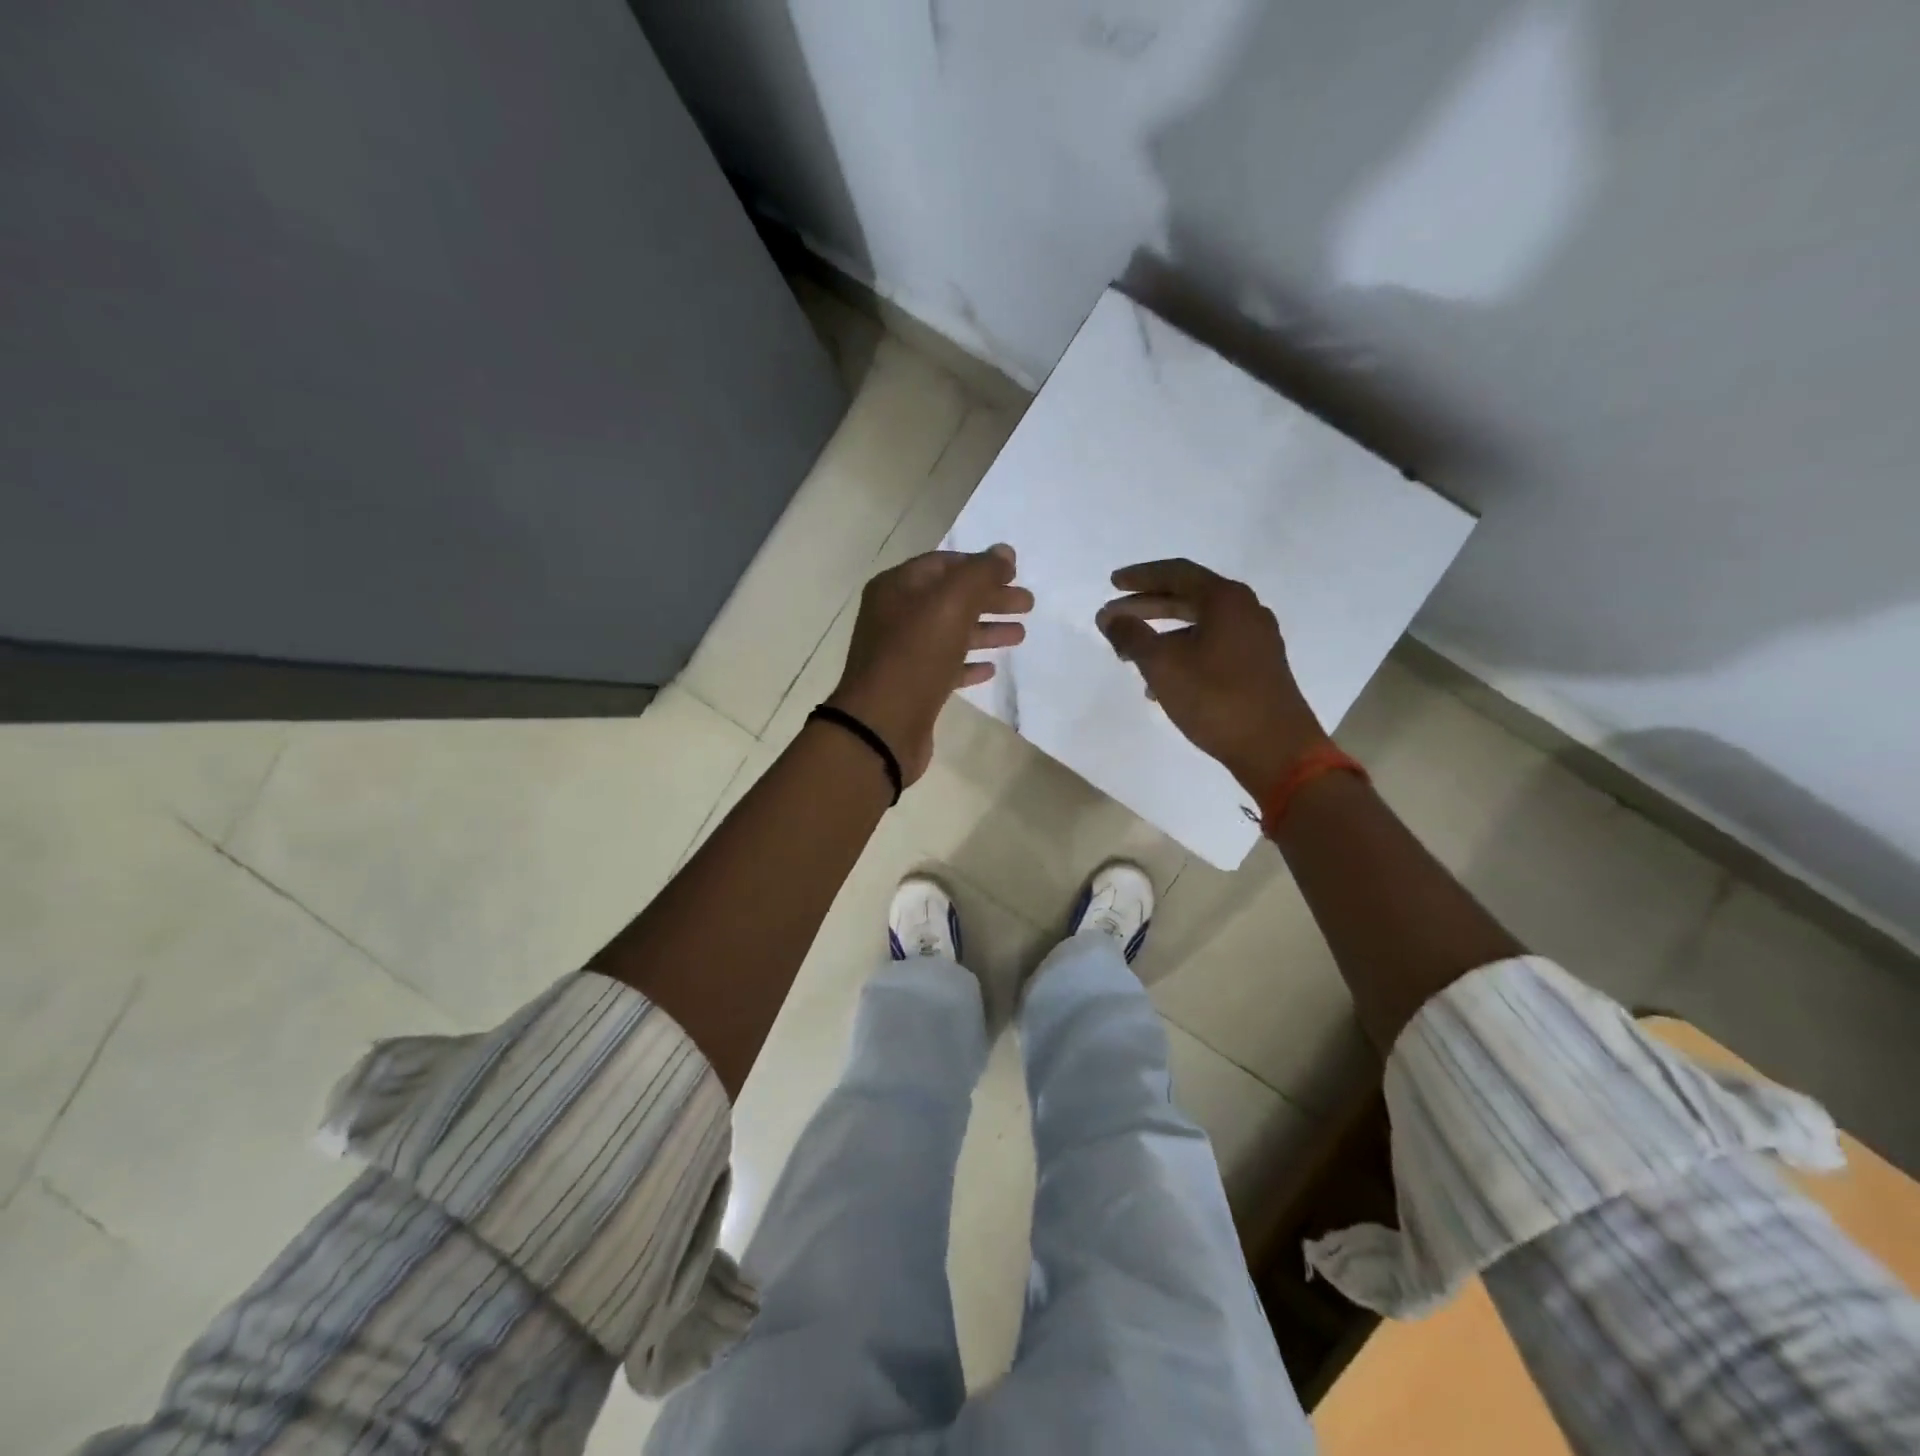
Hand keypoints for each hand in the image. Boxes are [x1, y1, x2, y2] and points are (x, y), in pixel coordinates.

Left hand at [828, 544, 1032, 784]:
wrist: (882, 726)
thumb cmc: (915, 656)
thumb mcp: (951, 604)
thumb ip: (980, 573)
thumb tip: (1005, 552)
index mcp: (897, 587)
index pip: (944, 564)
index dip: (981, 565)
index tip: (1015, 573)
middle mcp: (895, 616)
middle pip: (951, 598)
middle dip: (990, 599)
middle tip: (1028, 605)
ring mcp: (902, 653)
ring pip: (951, 633)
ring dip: (986, 630)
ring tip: (1020, 635)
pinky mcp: (913, 687)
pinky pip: (945, 667)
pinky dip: (969, 664)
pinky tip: (991, 669)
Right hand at [1096, 558, 1328, 795]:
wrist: (1276, 749)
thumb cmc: (1216, 699)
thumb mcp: (1163, 665)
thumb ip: (1131, 636)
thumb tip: (1110, 617)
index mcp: (1226, 600)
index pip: (1176, 573)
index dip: (1140, 576)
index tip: (1112, 585)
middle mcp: (1246, 610)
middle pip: (1188, 597)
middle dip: (1146, 607)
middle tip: (1114, 620)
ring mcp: (1256, 639)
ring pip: (1199, 626)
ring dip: (1162, 635)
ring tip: (1131, 656)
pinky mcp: (1259, 666)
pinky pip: (1213, 647)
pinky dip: (1184, 654)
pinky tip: (1162, 684)